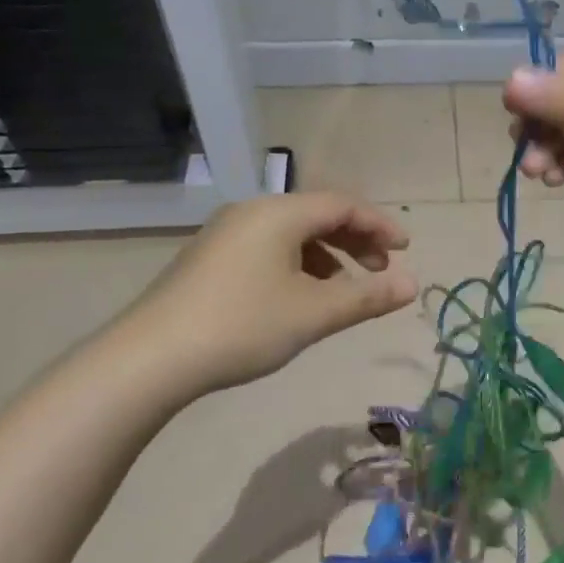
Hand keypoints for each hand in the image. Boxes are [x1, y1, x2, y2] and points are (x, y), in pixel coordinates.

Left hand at [124, 193, 415, 398]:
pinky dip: (297, 264)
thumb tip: (413, 285)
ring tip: (345, 288)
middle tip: (381, 270)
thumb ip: (367, 298)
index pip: (343, 205)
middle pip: (317, 214)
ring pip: (292, 232)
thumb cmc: (242, 326)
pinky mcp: (210, 258)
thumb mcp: (313, 314)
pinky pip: (269, 247)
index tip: (406, 250)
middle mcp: (253, 212)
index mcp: (279, 214)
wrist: (150, 358)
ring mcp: (226, 233)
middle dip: (355, 240)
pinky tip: (301, 297)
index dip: (379, 225)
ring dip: (327, 254)